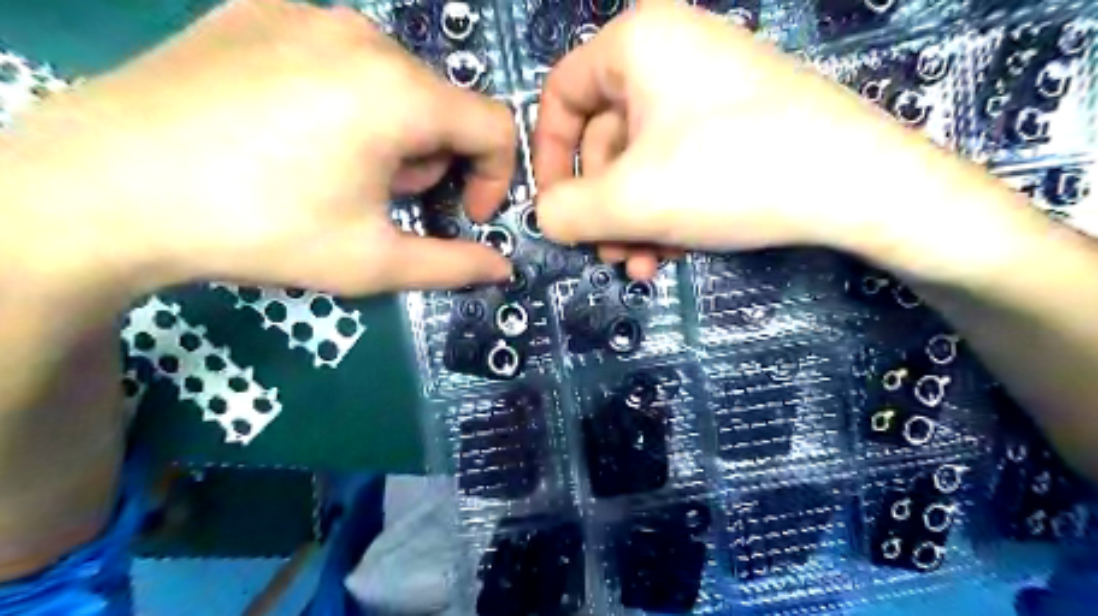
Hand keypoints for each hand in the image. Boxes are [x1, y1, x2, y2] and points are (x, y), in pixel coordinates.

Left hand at [0, 0, 516, 295]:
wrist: (103, 187)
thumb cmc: (262, 229)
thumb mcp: (373, 261)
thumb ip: (453, 264)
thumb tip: (501, 269)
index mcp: (400, 93)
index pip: (495, 125)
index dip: (495, 176)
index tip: (463, 213)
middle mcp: (365, 36)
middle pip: (443, 105)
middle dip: (432, 160)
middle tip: (383, 200)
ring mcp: (307, 13)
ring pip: (395, 80)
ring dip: (393, 132)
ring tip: (337, 169)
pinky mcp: (260, 10)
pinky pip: (340, 57)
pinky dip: (346, 100)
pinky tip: (294, 133)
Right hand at [532, 1, 1010, 279]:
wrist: (859, 187)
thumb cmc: (730, 174)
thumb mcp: (631, 200)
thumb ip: (566, 211)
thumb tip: (543, 216)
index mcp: (637, 44)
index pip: (561, 96)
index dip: (549, 157)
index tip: (554, 207)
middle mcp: (670, 54)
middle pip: (604, 139)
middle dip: (602, 207)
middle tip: (609, 254)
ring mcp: (707, 90)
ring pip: (641, 162)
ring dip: (633, 220)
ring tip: (643, 263)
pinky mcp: (734, 123)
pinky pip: (677, 166)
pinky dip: (666, 210)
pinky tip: (674, 250)